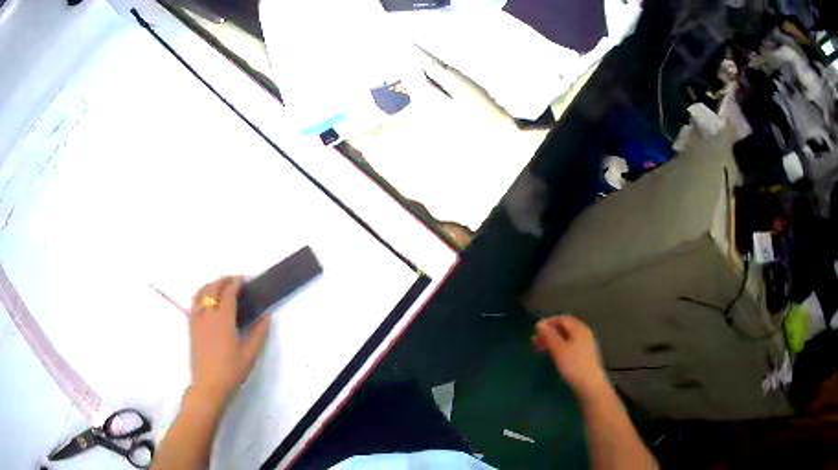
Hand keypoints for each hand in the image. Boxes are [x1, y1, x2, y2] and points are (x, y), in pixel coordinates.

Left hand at [188, 276, 270, 405]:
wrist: (208, 386)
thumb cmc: (231, 371)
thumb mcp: (250, 354)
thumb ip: (258, 333)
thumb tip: (266, 315)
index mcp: (223, 319)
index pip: (228, 293)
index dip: (236, 283)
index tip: (244, 279)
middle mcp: (207, 314)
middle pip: (213, 288)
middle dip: (223, 280)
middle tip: (235, 281)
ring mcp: (197, 319)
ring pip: (201, 293)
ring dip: (211, 285)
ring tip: (221, 286)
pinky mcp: (191, 327)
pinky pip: (194, 303)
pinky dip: (201, 294)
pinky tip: (207, 300)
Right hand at [533, 315, 609, 402]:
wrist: (590, 385)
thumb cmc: (573, 365)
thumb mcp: (558, 349)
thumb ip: (549, 335)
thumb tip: (540, 324)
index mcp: (579, 328)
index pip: (562, 318)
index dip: (548, 322)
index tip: (535, 331)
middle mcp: (584, 333)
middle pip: (565, 327)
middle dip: (549, 332)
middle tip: (536, 342)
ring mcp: (586, 344)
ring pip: (567, 337)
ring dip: (553, 340)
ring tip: (542, 349)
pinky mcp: (586, 354)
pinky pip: (571, 344)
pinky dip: (560, 346)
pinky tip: (555, 355)